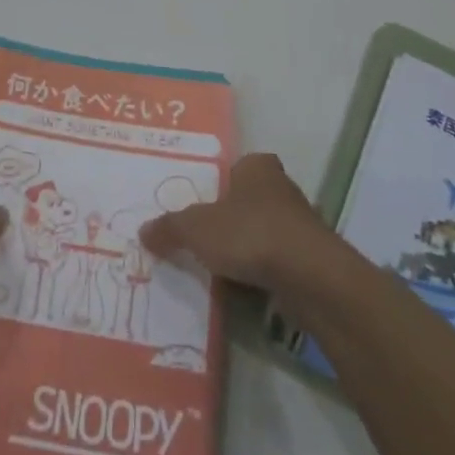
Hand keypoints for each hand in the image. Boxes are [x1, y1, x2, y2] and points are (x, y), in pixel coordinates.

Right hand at [140, 153, 332, 293]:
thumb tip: (143, 231)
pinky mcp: (312, 258)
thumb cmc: (249, 233)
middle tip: (202, 239)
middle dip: (230, 219)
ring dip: (247, 248)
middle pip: (248, 200)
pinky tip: (245, 288)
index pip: (235, 168)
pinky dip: (263, 272)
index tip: (200, 207)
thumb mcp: (195, 228)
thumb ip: (169, 228)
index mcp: (257, 167)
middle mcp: (283, 188)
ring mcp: (301, 224)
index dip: (218, 186)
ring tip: (219, 268)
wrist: (309, 276)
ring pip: (264, 232)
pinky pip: (277, 261)